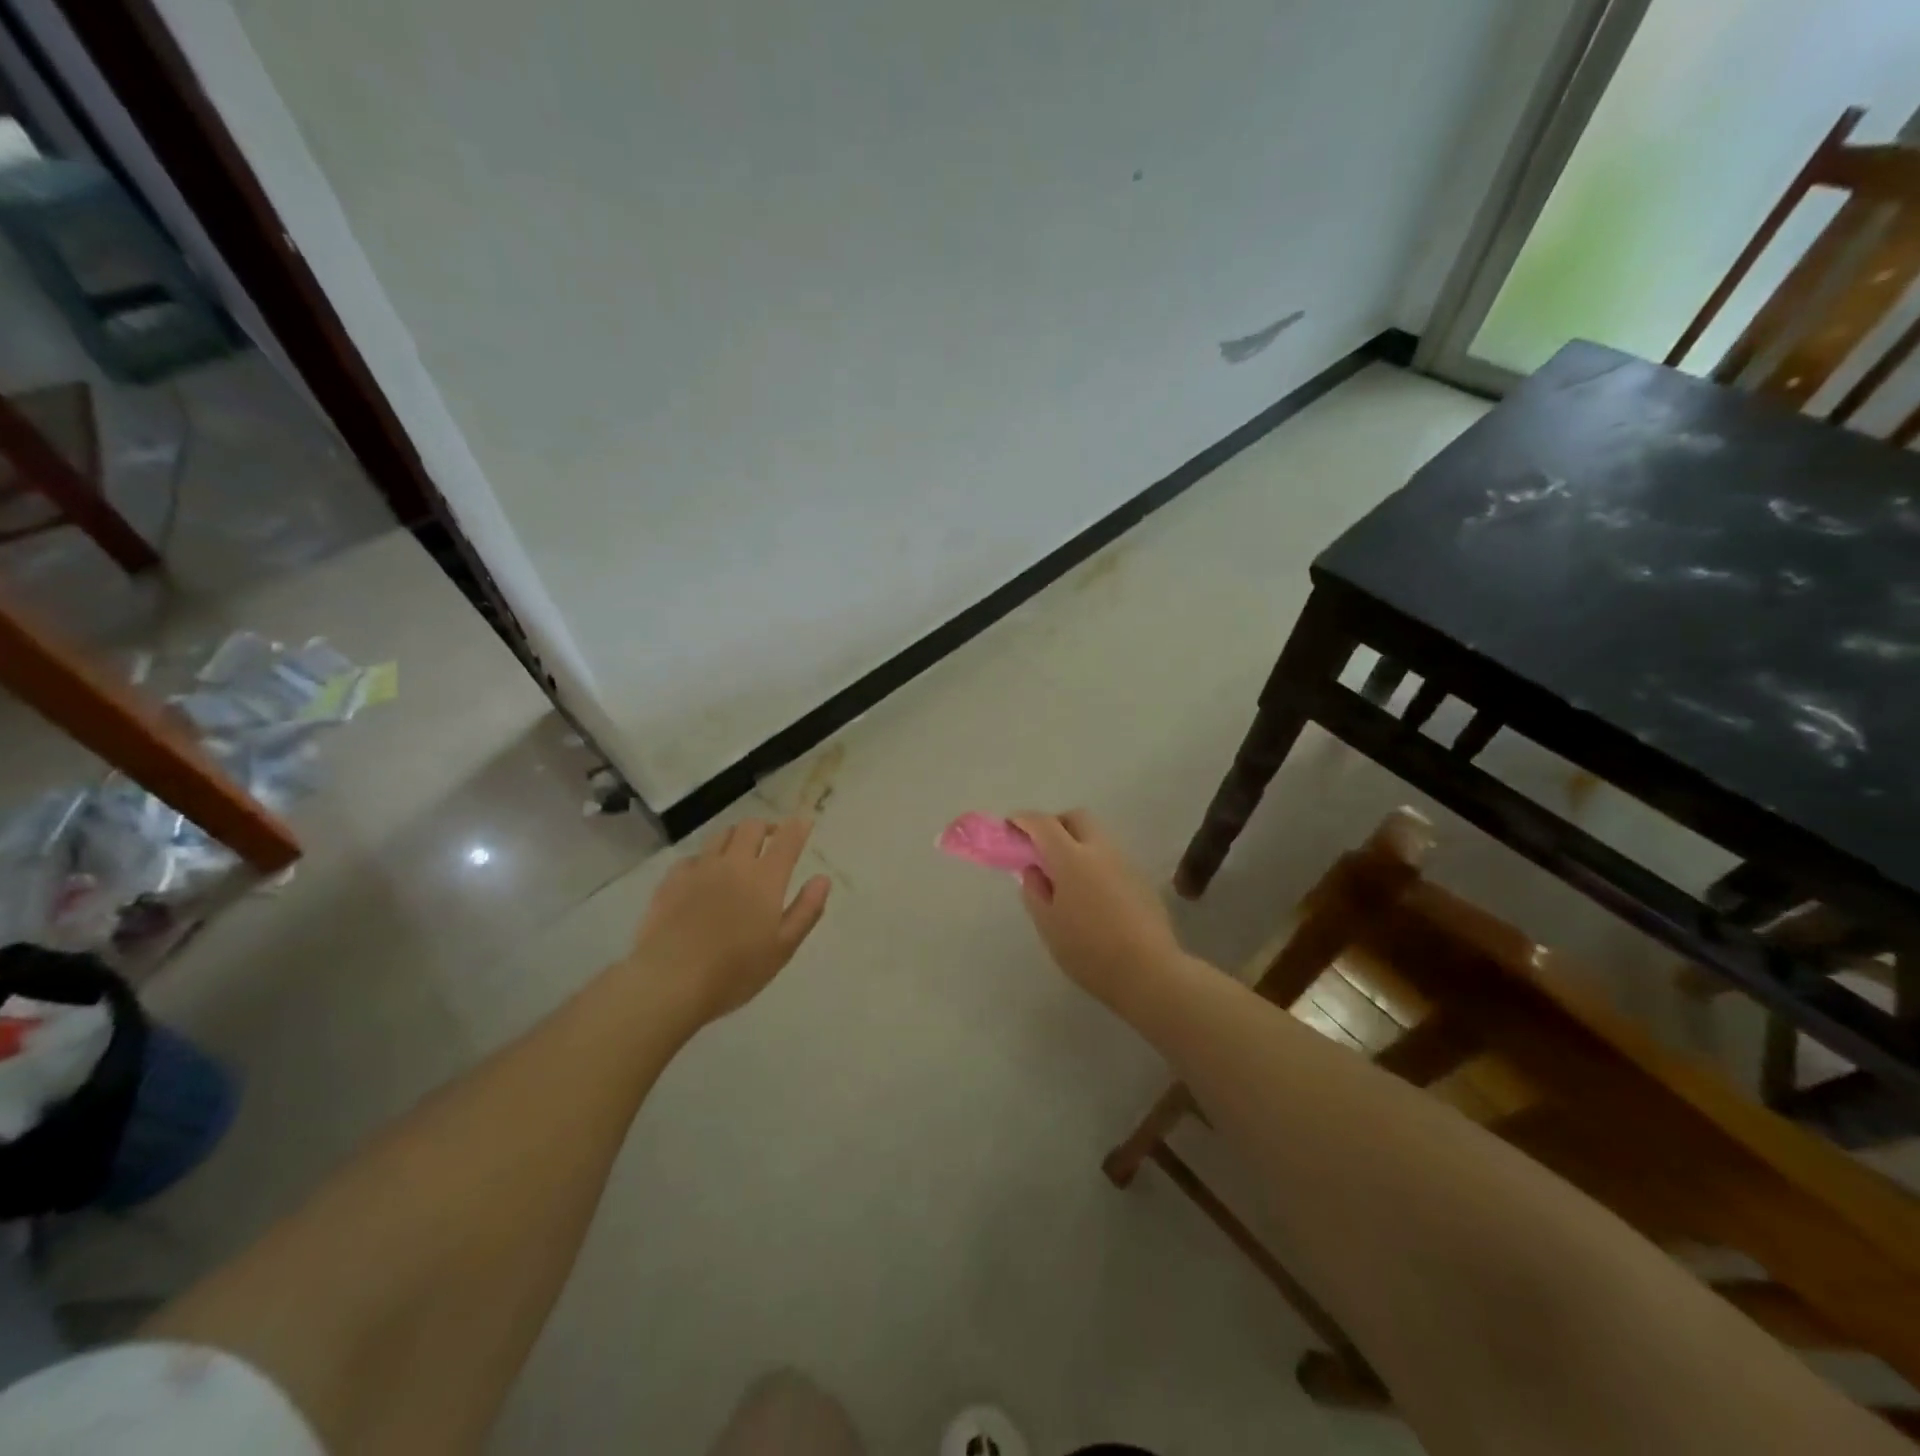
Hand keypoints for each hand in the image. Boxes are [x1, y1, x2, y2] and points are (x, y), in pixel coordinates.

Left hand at [625, 817, 831, 1025]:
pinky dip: (705, 858)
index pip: (787, 841)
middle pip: (751, 827)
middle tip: (772, 839)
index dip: (798, 828)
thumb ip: (806, 910)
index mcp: (765, 879)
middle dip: (766, 827)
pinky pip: (692, 857)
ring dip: (736, 836)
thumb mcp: (783, 947)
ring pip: (721, 835)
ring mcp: (699, 869)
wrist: (670, 981)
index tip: (804, 822)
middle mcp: (733, 864)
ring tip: (739, 850)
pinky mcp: (671, 881)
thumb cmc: (735, 971)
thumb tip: (822, 879)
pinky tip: (703, 874)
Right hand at [1011, 810, 1186, 1009]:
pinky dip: (1095, 863)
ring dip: (1077, 843)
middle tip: (1040, 848)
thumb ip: (1034, 891)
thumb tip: (1033, 870)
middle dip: (1055, 824)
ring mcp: (1125, 863)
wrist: (1149, 971)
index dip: (1023, 821)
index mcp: (1072, 858)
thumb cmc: (1088, 950)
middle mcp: (1100, 850)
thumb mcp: (1048, 925)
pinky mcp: (1141, 880)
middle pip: (1076, 818)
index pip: (1043, 824)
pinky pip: (1111, 859)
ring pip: (1097, 837)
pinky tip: (1091, 894)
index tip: (1010, 827)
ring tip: (1065, 876)